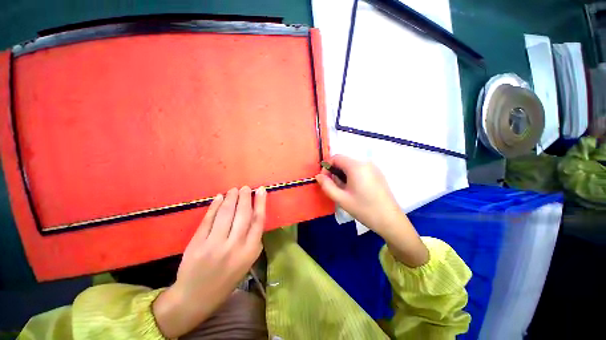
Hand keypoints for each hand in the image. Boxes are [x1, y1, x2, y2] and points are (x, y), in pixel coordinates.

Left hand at [153, 186, 265, 338]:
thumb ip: (253, 241)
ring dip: (231, 198)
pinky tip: (218, 198)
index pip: (258, 220)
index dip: (260, 202)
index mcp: (250, 251)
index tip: (261, 190)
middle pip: (243, 214)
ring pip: (227, 214)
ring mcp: (215, 245)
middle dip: (245, 197)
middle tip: (245, 188)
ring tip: (233, 190)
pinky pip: (209, 219)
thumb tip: (254, 217)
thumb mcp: (247, 262)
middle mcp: (235, 246)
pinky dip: (214, 206)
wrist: (195, 298)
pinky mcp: (198, 244)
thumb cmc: (226, 279)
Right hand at [316, 155, 427, 266]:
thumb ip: (327, 185)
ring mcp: (373, 167)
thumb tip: (318, 176)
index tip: (324, 180)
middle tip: (334, 187)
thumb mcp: (341, 199)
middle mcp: (365, 163)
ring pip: (351, 165)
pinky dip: (352, 175)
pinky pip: (359, 169)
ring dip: (343, 174)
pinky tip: (354, 189)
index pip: (336, 157)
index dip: (327, 167)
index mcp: (356, 166)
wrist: (390, 220)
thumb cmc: (364, 209)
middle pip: (344, 161)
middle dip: (335, 171)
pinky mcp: (377, 173)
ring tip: (344, 190)